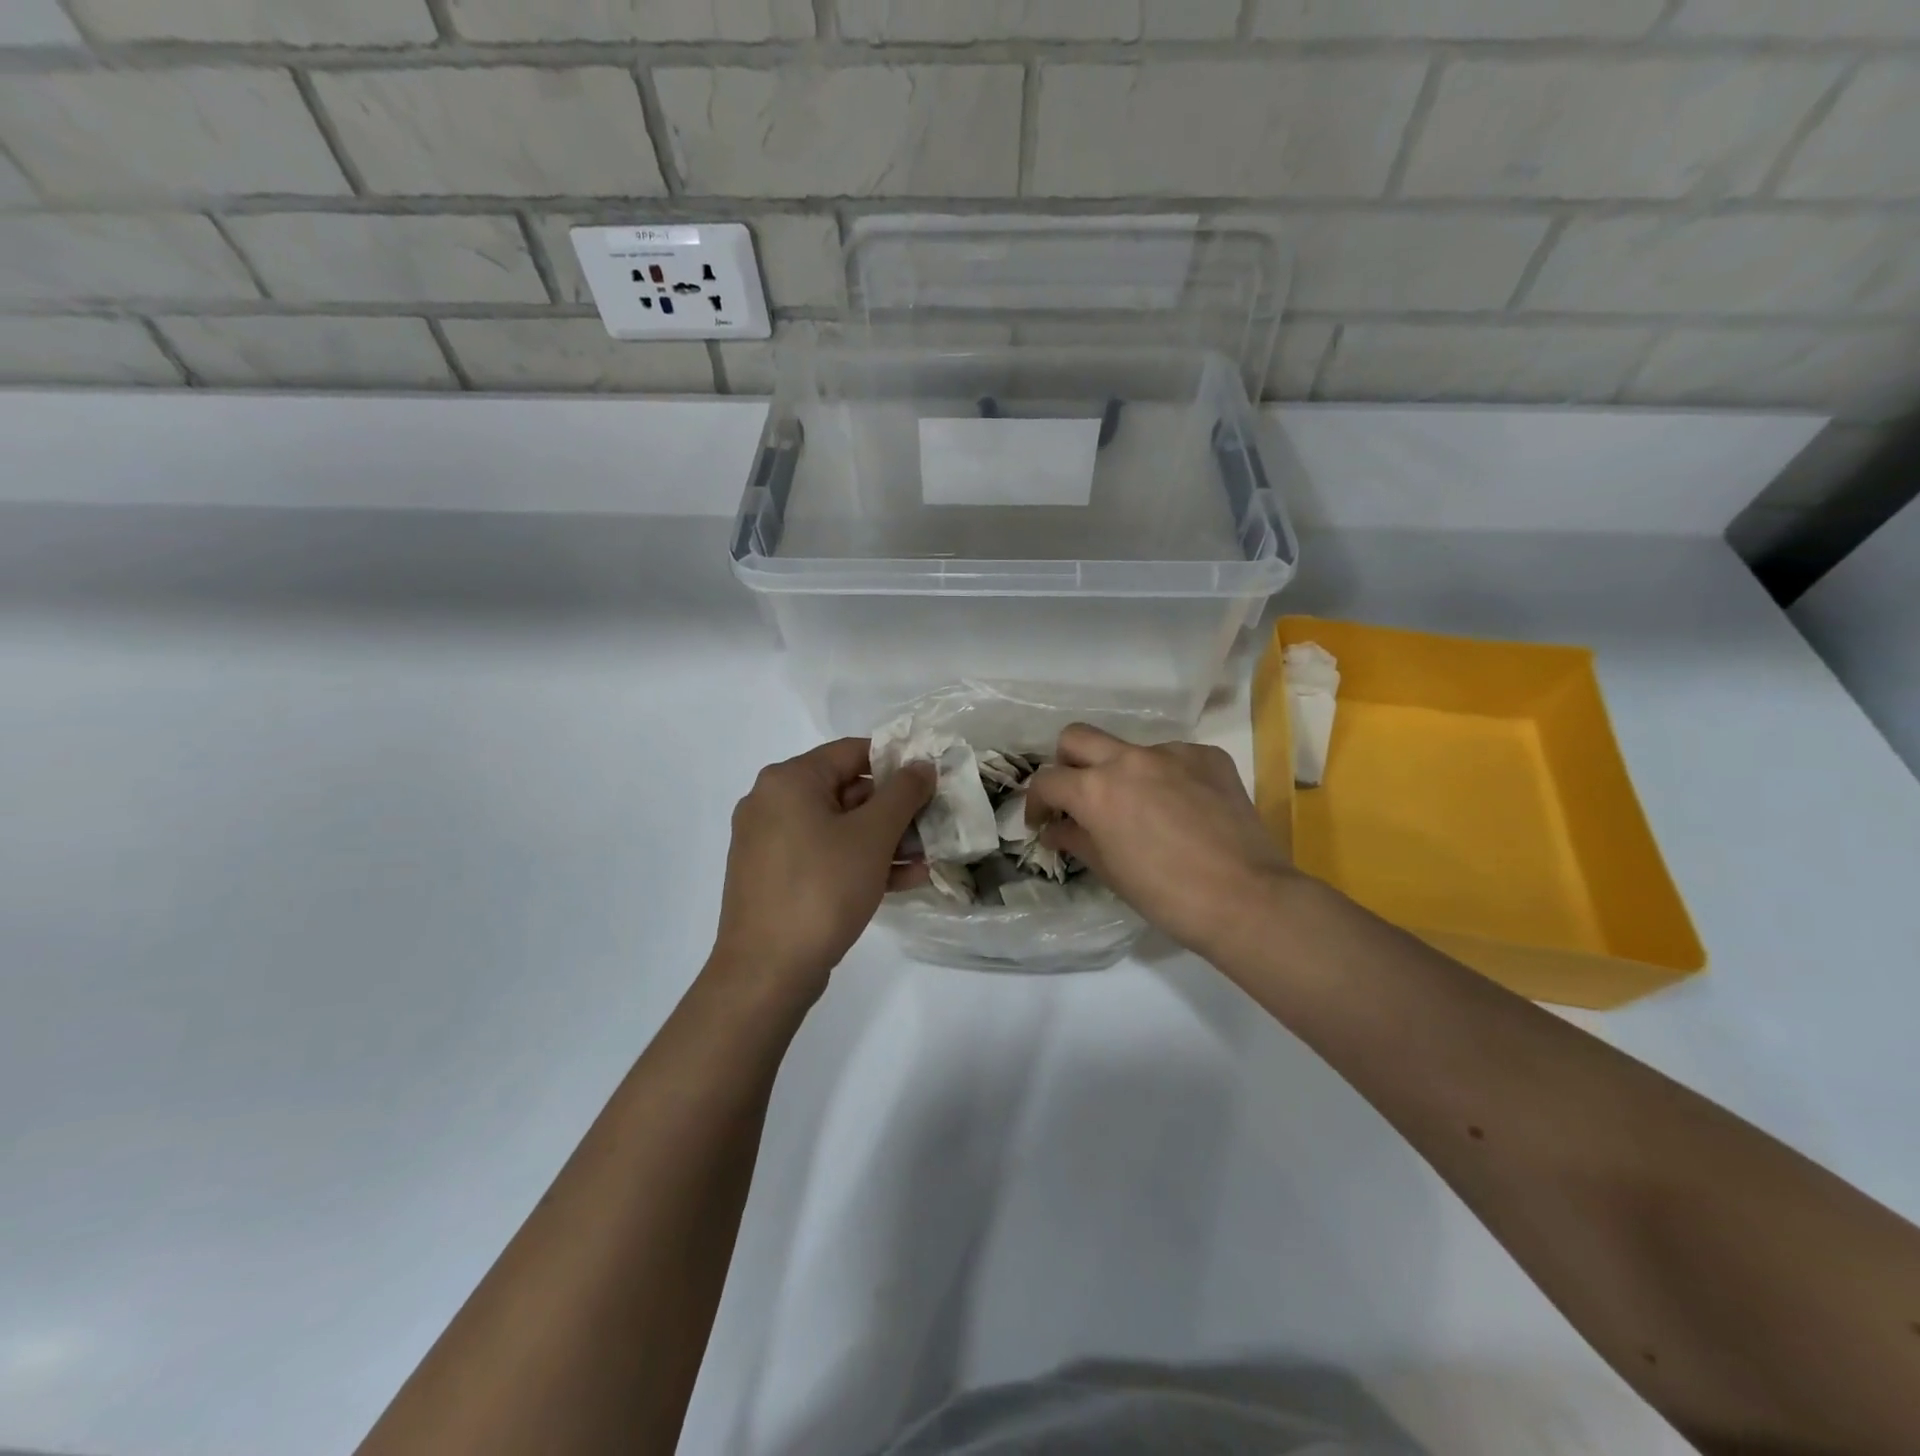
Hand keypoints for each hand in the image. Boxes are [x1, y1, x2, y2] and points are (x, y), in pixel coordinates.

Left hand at [709, 738, 934, 999]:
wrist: (766, 971)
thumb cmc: (822, 889)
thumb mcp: (872, 836)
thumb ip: (903, 793)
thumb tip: (921, 765)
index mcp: (789, 780)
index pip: (852, 752)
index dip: (897, 762)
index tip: (932, 780)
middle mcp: (772, 802)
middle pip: (846, 790)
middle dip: (894, 810)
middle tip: (934, 824)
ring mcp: (769, 842)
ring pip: (838, 828)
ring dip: (884, 840)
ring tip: (927, 857)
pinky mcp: (774, 877)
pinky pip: (824, 855)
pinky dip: (859, 862)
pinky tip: (904, 880)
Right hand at [1025, 723, 1293, 959]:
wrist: (1247, 899)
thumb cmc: (1166, 895)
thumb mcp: (1110, 871)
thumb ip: (1076, 839)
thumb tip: (1056, 830)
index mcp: (1096, 789)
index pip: (1048, 780)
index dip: (1037, 802)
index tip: (1044, 822)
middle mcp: (1129, 759)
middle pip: (1077, 737)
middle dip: (1068, 763)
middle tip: (1079, 796)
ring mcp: (1173, 753)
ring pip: (1130, 749)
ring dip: (1122, 773)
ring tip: (1142, 809)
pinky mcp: (1209, 756)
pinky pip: (1173, 757)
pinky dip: (1166, 777)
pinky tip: (1182, 808)